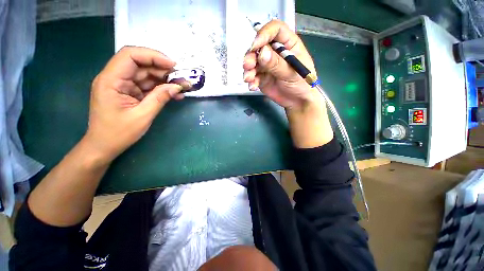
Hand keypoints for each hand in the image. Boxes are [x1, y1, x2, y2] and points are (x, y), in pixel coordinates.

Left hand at [84, 46, 183, 163]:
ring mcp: (122, 85)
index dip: (153, 56)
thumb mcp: (142, 116)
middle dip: (162, 69)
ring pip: (146, 75)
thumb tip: (177, 87)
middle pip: (140, 64)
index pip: (130, 55)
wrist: (104, 146)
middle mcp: (115, 78)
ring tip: (181, 87)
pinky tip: (174, 94)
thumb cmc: (118, 133)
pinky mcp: (129, 92)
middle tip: (182, 79)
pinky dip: (161, 89)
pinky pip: (147, 86)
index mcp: (111, 80)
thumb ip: (160, 98)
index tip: (173, 65)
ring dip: (164, 80)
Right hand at [242, 19, 319, 110]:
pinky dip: (251, 80)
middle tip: (248, 65)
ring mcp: (267, 65)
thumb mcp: (291, 72)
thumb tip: (262, 52)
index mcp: (288, 44)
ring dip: (249, 69)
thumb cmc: (302, 84)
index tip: (255, 46)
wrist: (297, 101)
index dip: (264, 34)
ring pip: (253, 61)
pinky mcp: (262, 77)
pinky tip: (252, 86)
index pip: (275, 30)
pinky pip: (253, 76)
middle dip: (251, 55)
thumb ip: (277, 63)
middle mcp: (275, 52)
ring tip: (248, 78)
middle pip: (260, 46)